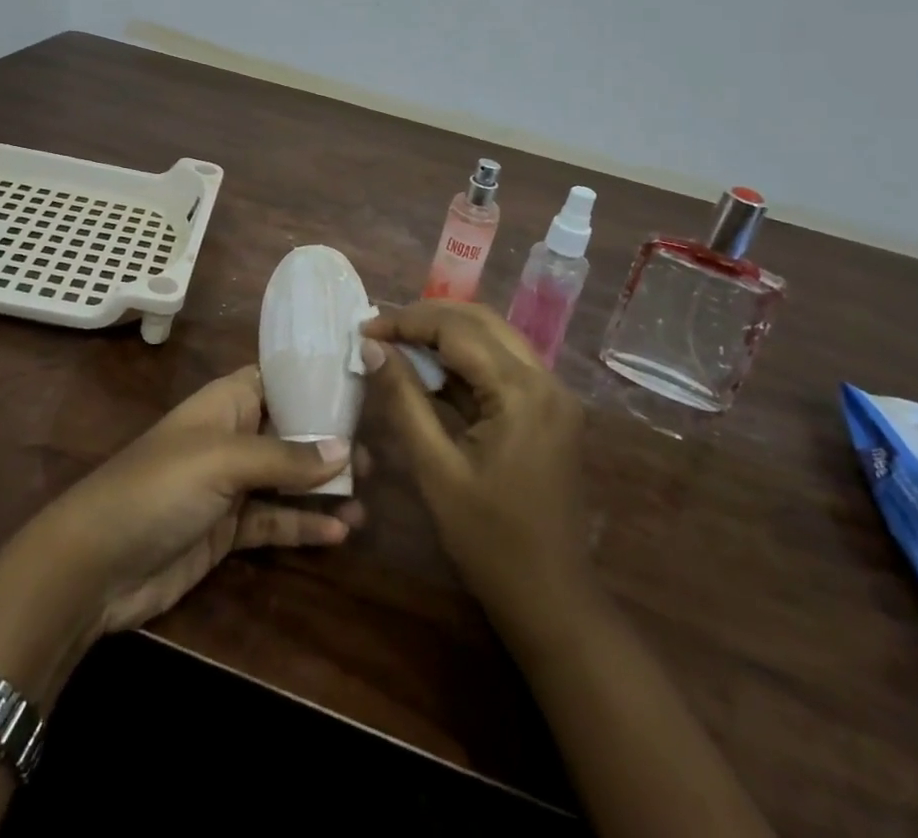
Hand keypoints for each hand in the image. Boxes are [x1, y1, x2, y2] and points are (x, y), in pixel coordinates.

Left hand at [21, 365, 364, 634]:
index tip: (363, 387)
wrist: (96, 563)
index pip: (278, 379)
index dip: (317, 381)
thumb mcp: (224, 461)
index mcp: (226, 402)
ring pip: (287, 480)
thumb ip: (284, 457)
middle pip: (290, 431)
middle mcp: (232, 436)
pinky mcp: (227, 531)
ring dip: (323, 488)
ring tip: (367, 497)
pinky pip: (274, 522)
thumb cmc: (160, 487)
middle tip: (378, 453)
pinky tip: (339, 532)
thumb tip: (345, 448)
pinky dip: (304, 525)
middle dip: (330, 441)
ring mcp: (230, 486)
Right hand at [361, 301, 588, 626]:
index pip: (458, 330)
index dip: (406, 322)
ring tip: (397, 343)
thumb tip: (372, 347)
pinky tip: (430, 372)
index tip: (363, 329)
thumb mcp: (435, 468)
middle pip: (481, 322)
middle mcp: (547, 380)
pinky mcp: (550, 410)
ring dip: (446, 335)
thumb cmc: (488, 540)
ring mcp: (554, 394)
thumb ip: (403, 399)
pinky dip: (465, 361)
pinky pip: (503, 366)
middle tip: (380, 330)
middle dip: (427, 318)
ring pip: (494, 338)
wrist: (551, 600)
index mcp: (522, 392)